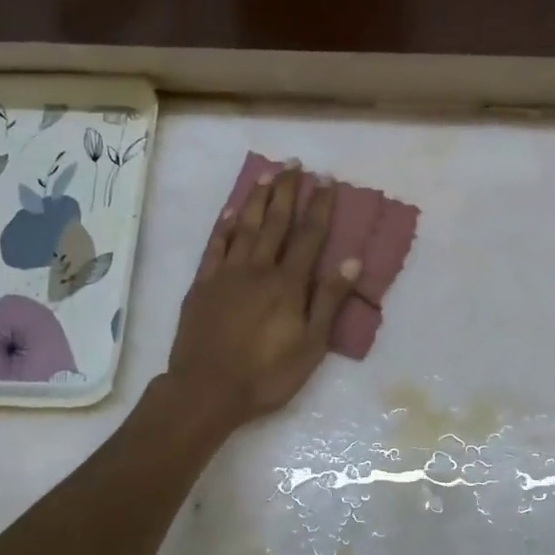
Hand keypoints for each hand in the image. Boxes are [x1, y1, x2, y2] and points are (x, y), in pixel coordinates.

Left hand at [165, 163, 359, 432]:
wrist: (206, 390)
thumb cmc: (266, 374)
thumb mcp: (311, 345)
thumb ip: (329, 300)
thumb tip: (351, 260)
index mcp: (287, 283)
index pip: (309, 236)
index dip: (319, 206)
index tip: (326, 180)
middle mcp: (258, 269)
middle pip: (275, 222)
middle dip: (286, 191)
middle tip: (293, 164)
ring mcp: (226, 274)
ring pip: (243, 227)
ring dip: (255, 199)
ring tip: (265, 175)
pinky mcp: (202, 285)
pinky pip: (214, 247)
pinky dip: (223, 227)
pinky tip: (229, 213)